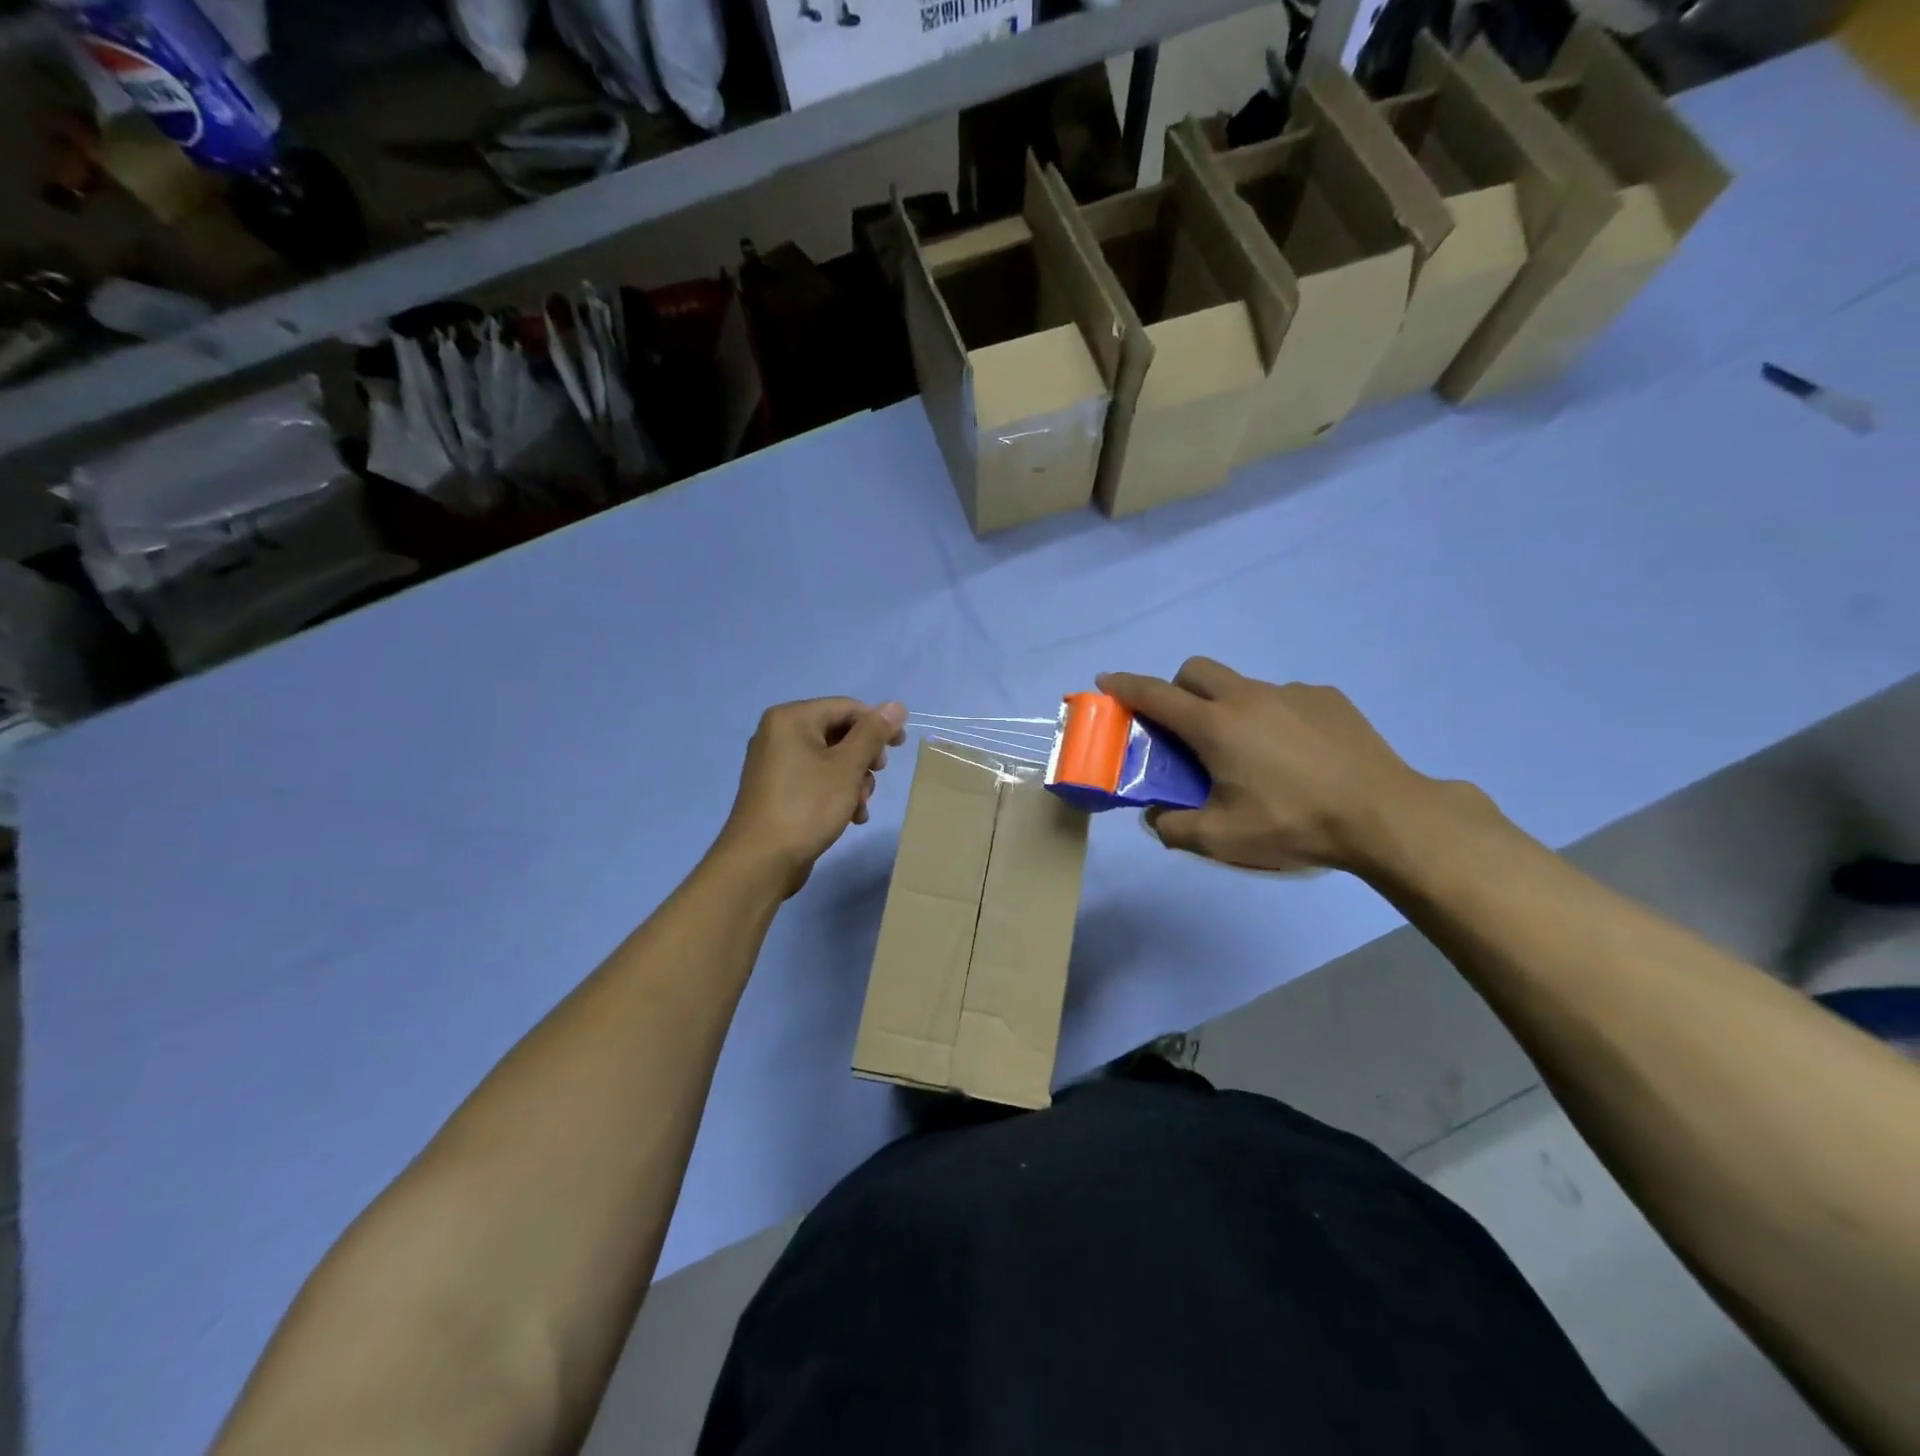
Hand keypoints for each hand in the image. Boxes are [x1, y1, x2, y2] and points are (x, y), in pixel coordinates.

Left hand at [714, 697, 907, 896]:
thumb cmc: (806, 806)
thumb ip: (873, 733)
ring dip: (853, 781)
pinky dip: (836, 793)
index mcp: (791, 718)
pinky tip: (850, 817)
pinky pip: (815, 779)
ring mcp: (776, 763)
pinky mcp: (778, 790)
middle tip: (876, 777)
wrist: (761, 861)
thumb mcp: (847, 767)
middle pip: (838, 733)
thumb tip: (896, 705)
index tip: (901, 746)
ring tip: (860, 806)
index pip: (846, 707)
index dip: (878, 724)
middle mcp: (779, 734)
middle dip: (863, 759)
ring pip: (830, 760)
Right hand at [1097, 659, 1434, 874]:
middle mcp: (1248, 696)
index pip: (1155, 694)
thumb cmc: (1293, 823)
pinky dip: (1272, 716)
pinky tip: (1296, 754)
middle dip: (1176, 688)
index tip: (1105, 680)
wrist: (1384, 815)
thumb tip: (1156, 817)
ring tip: (1250, 753)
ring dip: (1227, 706)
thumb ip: (1174, 828)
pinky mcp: (1327, 698)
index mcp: (1215, 725)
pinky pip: (1283, 698)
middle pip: (1196, 670)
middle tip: (1183, 727)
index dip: (1124, 685)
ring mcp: (1291, 692)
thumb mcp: (1221, 840)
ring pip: (1242, 685)